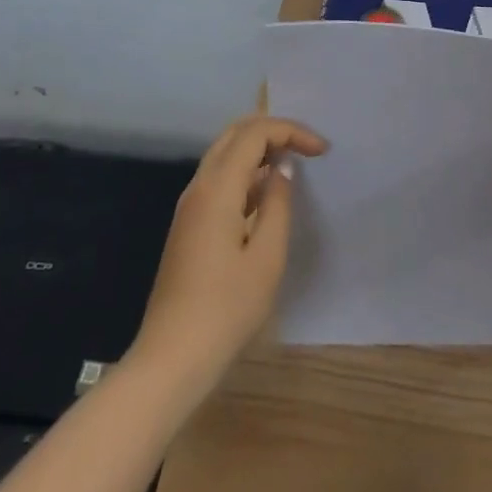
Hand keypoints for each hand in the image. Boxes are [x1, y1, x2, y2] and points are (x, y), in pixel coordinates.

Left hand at [131, 115, 326, 391]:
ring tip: (292, 164)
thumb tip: (282, 168)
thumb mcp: (267, 258)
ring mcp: (190, 206)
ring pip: (225, 154)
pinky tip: (266, 195)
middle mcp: (199, 186)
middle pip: (235, 133)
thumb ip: (278, 204)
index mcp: (218, 187)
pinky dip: (246, 171)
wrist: (170, 361)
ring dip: (258, 149)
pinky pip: (219, 178)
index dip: (291, 131)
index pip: (255, 132)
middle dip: (273, 130)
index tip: (321, 150)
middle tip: (306, 146)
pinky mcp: (188, 225)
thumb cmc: (225, 311)